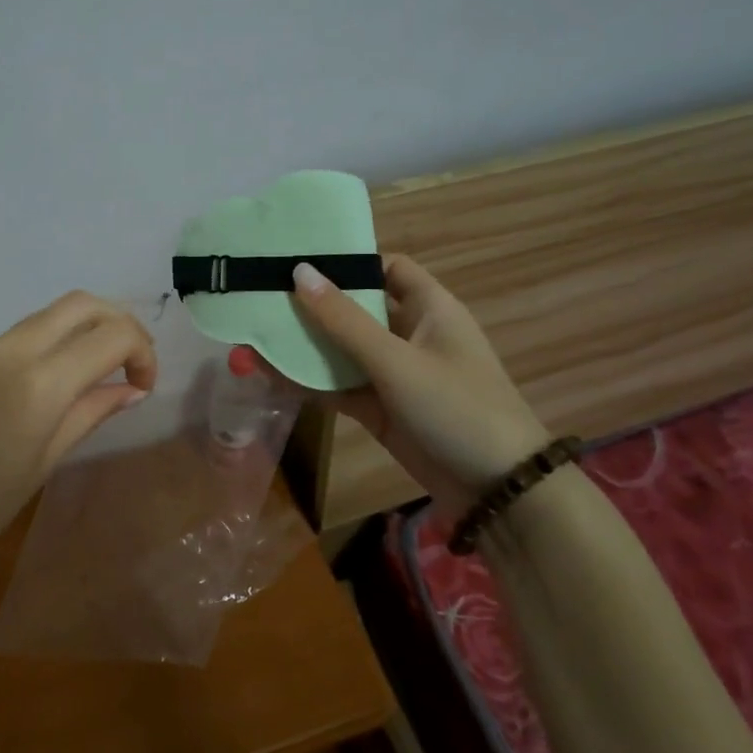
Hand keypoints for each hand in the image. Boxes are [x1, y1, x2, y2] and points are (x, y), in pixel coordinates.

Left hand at [0, 292, 157, 623]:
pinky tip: (59, 381)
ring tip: (101, 372)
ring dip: (86, 329)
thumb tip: (132, 389)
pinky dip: (55, 341)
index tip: (144, 388)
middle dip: (119, 324)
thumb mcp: (44, 463)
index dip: (142, 352)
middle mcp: (12, 351)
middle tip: (131, 366)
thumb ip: (91, 413)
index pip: (111, 335)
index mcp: (38, 383)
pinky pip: (23, 334)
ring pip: (51, 314)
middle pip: (82, 304)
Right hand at [286, 254, 548, 514]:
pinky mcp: (381, 409)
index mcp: (429, 308)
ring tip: (253, 333)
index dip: (348, 262)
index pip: (386, 268)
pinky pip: (339, 387)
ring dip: (304, 346)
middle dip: (312, 305)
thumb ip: (344, 320)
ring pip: (342, 351)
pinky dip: (309, 381)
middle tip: (260, 296)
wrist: (498, 491)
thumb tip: (299, 271)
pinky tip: (269, 374)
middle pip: (355, 309)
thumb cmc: (456, 407)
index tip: (300, 261)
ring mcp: (394, 374)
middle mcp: (410, 335)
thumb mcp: (397, 361)